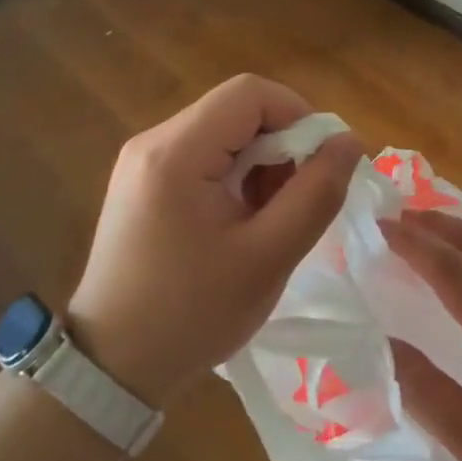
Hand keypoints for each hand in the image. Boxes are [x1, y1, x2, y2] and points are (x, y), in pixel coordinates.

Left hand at [66, 75, 361, 406]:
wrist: (112, 367)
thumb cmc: (192, 313)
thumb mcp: (268, 257)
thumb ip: (316, 193)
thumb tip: (349, 141)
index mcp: (176, 152)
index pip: (250, 93)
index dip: (298, 115)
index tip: (322, 163)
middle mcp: (153, 142)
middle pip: (237, 111)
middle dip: (282, 145)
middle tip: (299, 200)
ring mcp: (143, 161)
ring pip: (224, 133)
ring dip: (261, 163)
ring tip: (271, 218)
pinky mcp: (143, 182)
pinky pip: (204, 156)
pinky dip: (236, 177)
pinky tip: (242, 222)